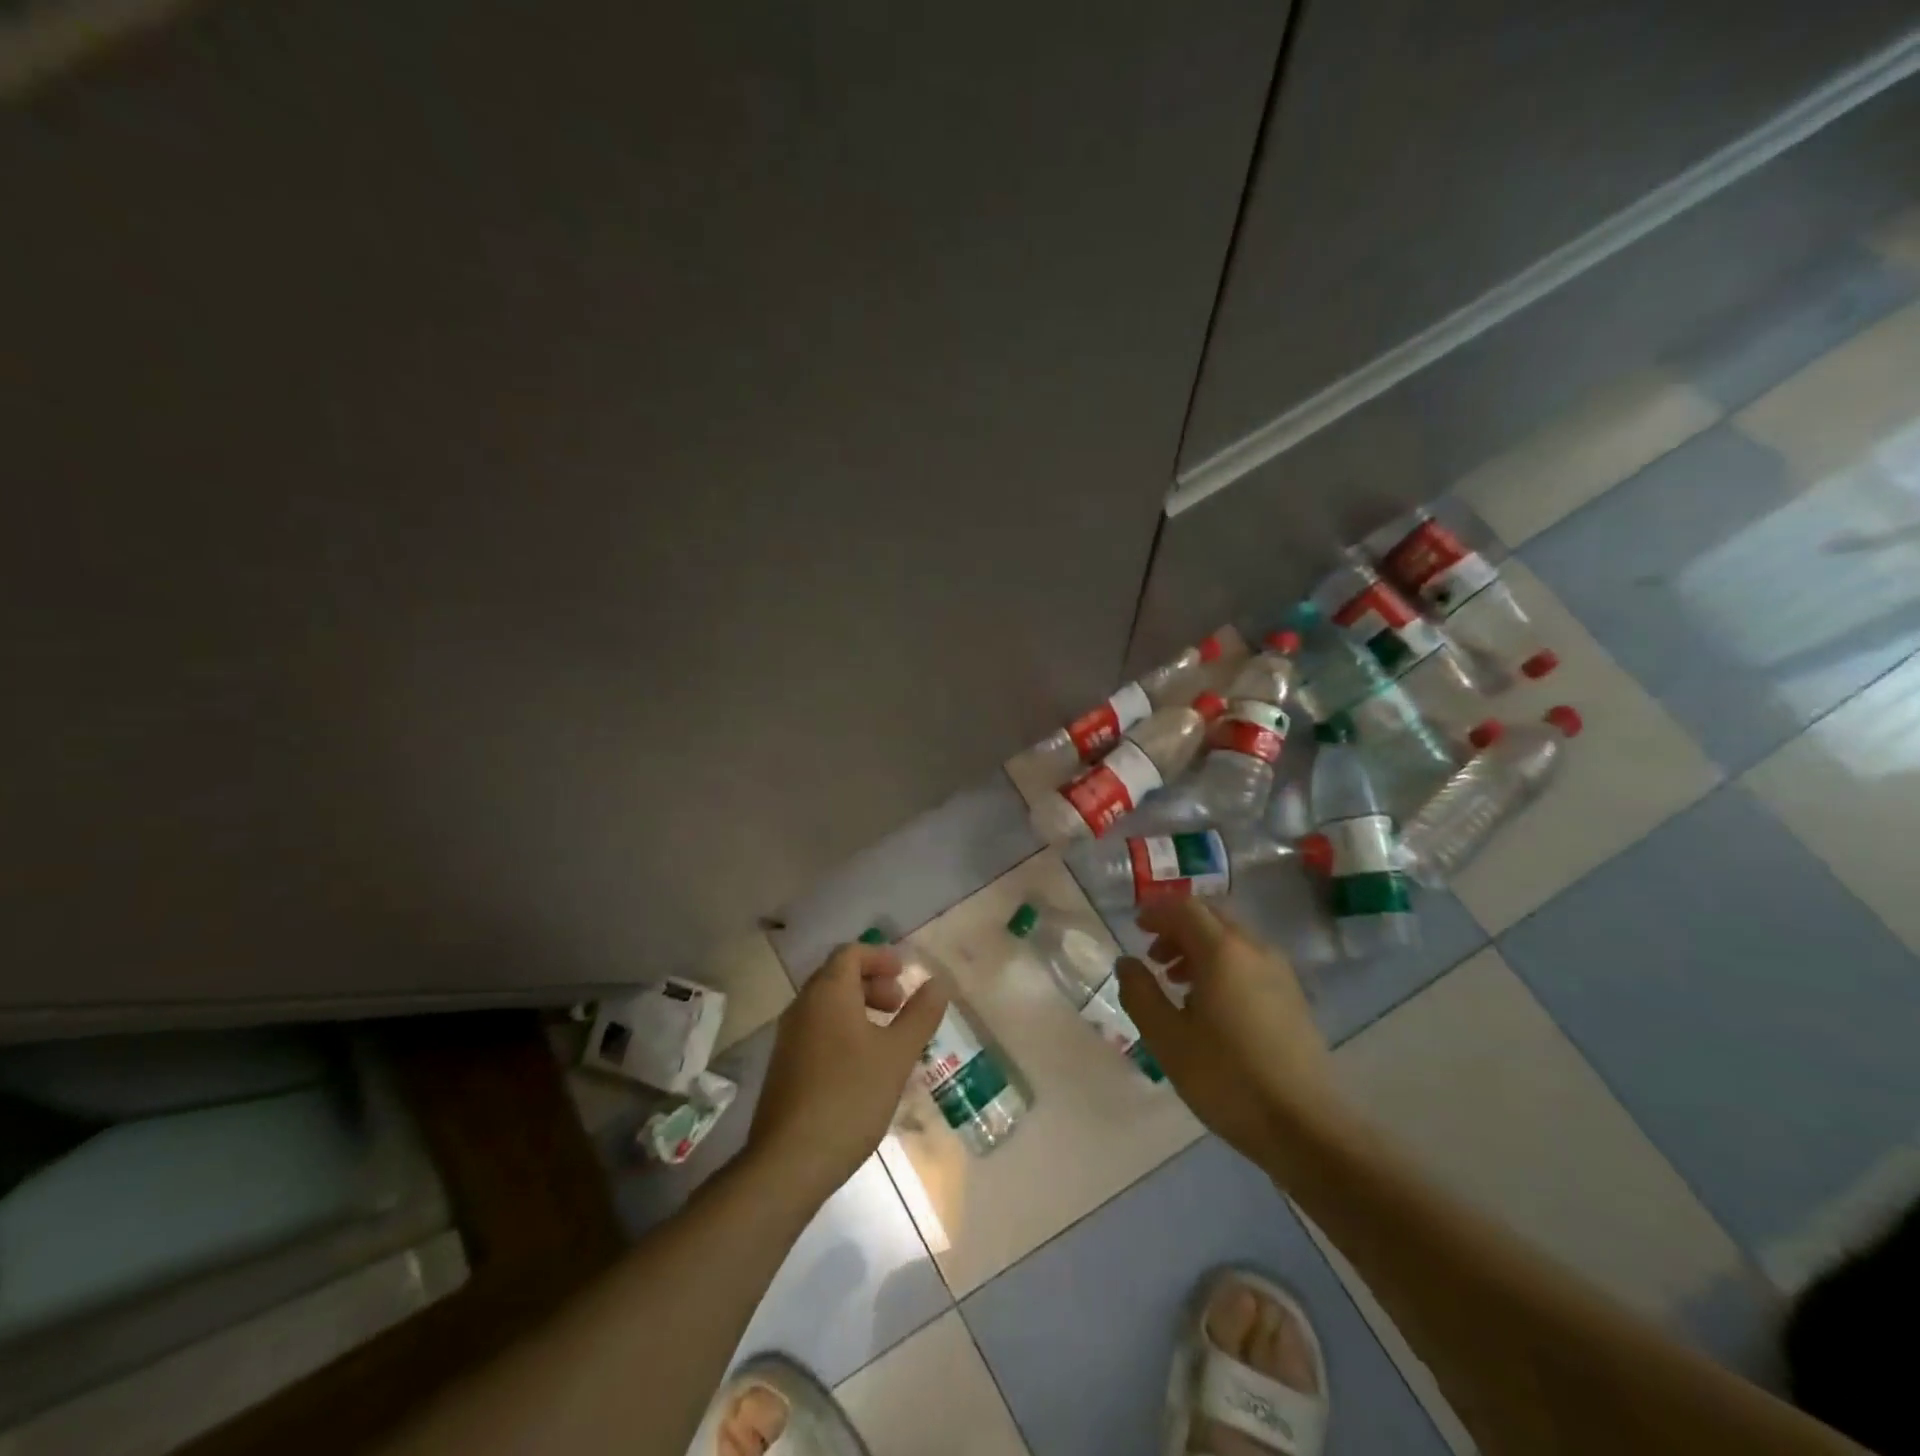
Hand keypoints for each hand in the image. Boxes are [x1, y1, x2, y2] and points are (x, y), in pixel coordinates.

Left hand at [747, 941, 949, 1202]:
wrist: (789, 1162)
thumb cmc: (850, 1097)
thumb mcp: (897, 1055)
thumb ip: (920, 1015)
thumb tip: (938, 982)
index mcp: (827, 993)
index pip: (850, 953)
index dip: (880, 957)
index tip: (904, 975)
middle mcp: (802, 1007)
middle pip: (837, 976)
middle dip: (872, 983)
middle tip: (899, 1005)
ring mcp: (789, 1039)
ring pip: (827, 1006)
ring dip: (859, 1008)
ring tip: (888, 1038)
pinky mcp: (785, 1067)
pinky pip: (818, 1031)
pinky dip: (844, 1031)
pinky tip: (864, 1067)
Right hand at [1117, 900, 1337, 1165]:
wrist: (1305, 1127)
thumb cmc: (1227, 1078)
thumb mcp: (1167, 1038)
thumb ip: (1140, 992)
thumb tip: (1127, 962)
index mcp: (1223, 951)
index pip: (1185, 909)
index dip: (1157, 913)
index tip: (1136, 928)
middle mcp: (1255, 950)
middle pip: (1212, 918)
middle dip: (1178, 928)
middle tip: (1153, 956)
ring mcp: (1280, 973)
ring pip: (1232, 940)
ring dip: (1200, 948)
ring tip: (1177, 982)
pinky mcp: (1293, 998)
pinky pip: (1249, 962)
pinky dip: (1223, 965)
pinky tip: (1210, 1005)